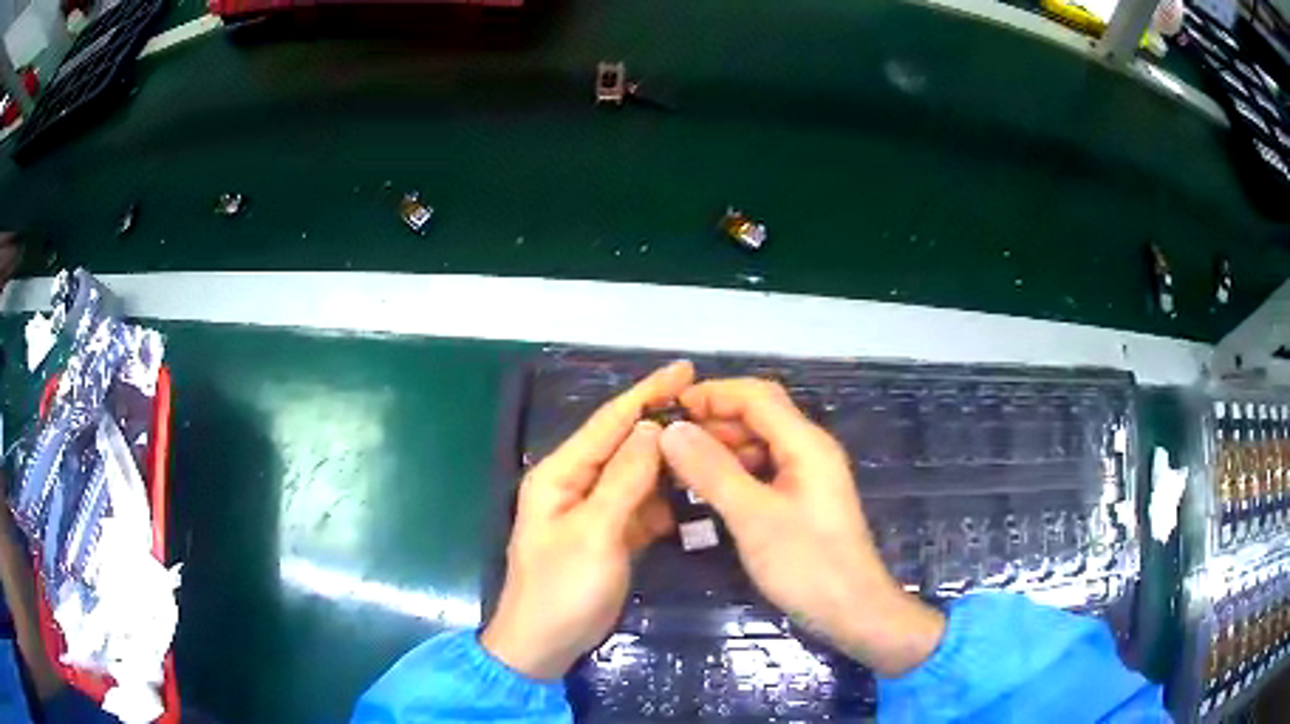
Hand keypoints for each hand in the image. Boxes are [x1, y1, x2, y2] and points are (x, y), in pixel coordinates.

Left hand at [481, 360, 694, 679]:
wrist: (545, 643)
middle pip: (625, 445)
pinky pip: (642, 506)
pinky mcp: (611, 534)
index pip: (609, 423)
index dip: (647, 393)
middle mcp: (576, 483)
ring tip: (712, 446)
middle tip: (712, 409)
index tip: (685, 369)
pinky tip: (694, 490)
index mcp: (560, 474)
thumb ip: (624, 480)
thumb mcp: (594, 533)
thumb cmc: (562, 589)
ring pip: (638, 475)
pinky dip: (666, 498)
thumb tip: (653, 429)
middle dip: (665, 425)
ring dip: (670, 462)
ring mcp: (595, 511)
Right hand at [659, 379, 944, 676]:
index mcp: (805, 443)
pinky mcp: (800, 502)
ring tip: (677, 465)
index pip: (755, 396)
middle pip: (758, 416)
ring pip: (758, 445)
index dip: (711, 394)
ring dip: (720, 448)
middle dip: (712, 421)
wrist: (852, 612)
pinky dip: (732, 473)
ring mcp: (806, 477)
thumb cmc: (806, 564)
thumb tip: (671, 431)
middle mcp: (808, 451)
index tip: (666, 409)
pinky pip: (762, 472)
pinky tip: (706, 490)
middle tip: (664, 441)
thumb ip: (713, 471)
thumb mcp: (754, 517)